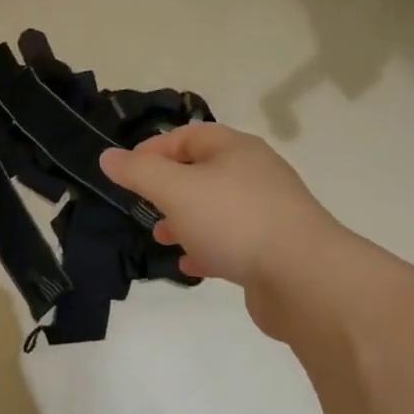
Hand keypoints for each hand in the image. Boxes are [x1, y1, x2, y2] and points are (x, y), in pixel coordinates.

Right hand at [101, 123, 354, 339]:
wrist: (304, 277)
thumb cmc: (234, 221)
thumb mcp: (176, 190)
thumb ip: (139, 173)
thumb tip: (108, 157)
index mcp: (235, 150)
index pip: (187, 136)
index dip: (153, 149)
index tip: (124, 172)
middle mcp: (254, 174)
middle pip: (202, 172)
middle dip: (168, 188)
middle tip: (142, 206)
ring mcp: (267, 212)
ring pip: (215, 209)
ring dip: (185, 220)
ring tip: (161, 238)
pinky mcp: (273, 248)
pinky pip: (232, 241)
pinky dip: (207, 249)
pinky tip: (191, 266)